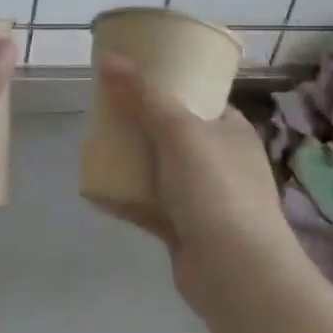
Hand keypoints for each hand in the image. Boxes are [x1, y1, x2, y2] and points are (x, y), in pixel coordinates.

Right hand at [99, 55, 307, 318]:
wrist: (236, 274)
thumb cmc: (216, 190)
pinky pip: (148, 204)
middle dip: (140, 121)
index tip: (132, 76)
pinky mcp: (184, 228)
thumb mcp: (180, 131)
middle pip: (173, 132)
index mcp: (230, 130)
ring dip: (131, 159)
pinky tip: (96, 189)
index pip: (199, 97)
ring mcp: (202, 197)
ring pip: (159, 169)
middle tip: (106, 109)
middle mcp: (219, 160)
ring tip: (96, 143)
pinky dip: (125, 197)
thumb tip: (109, 58)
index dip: (168, 84)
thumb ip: (144, 95)